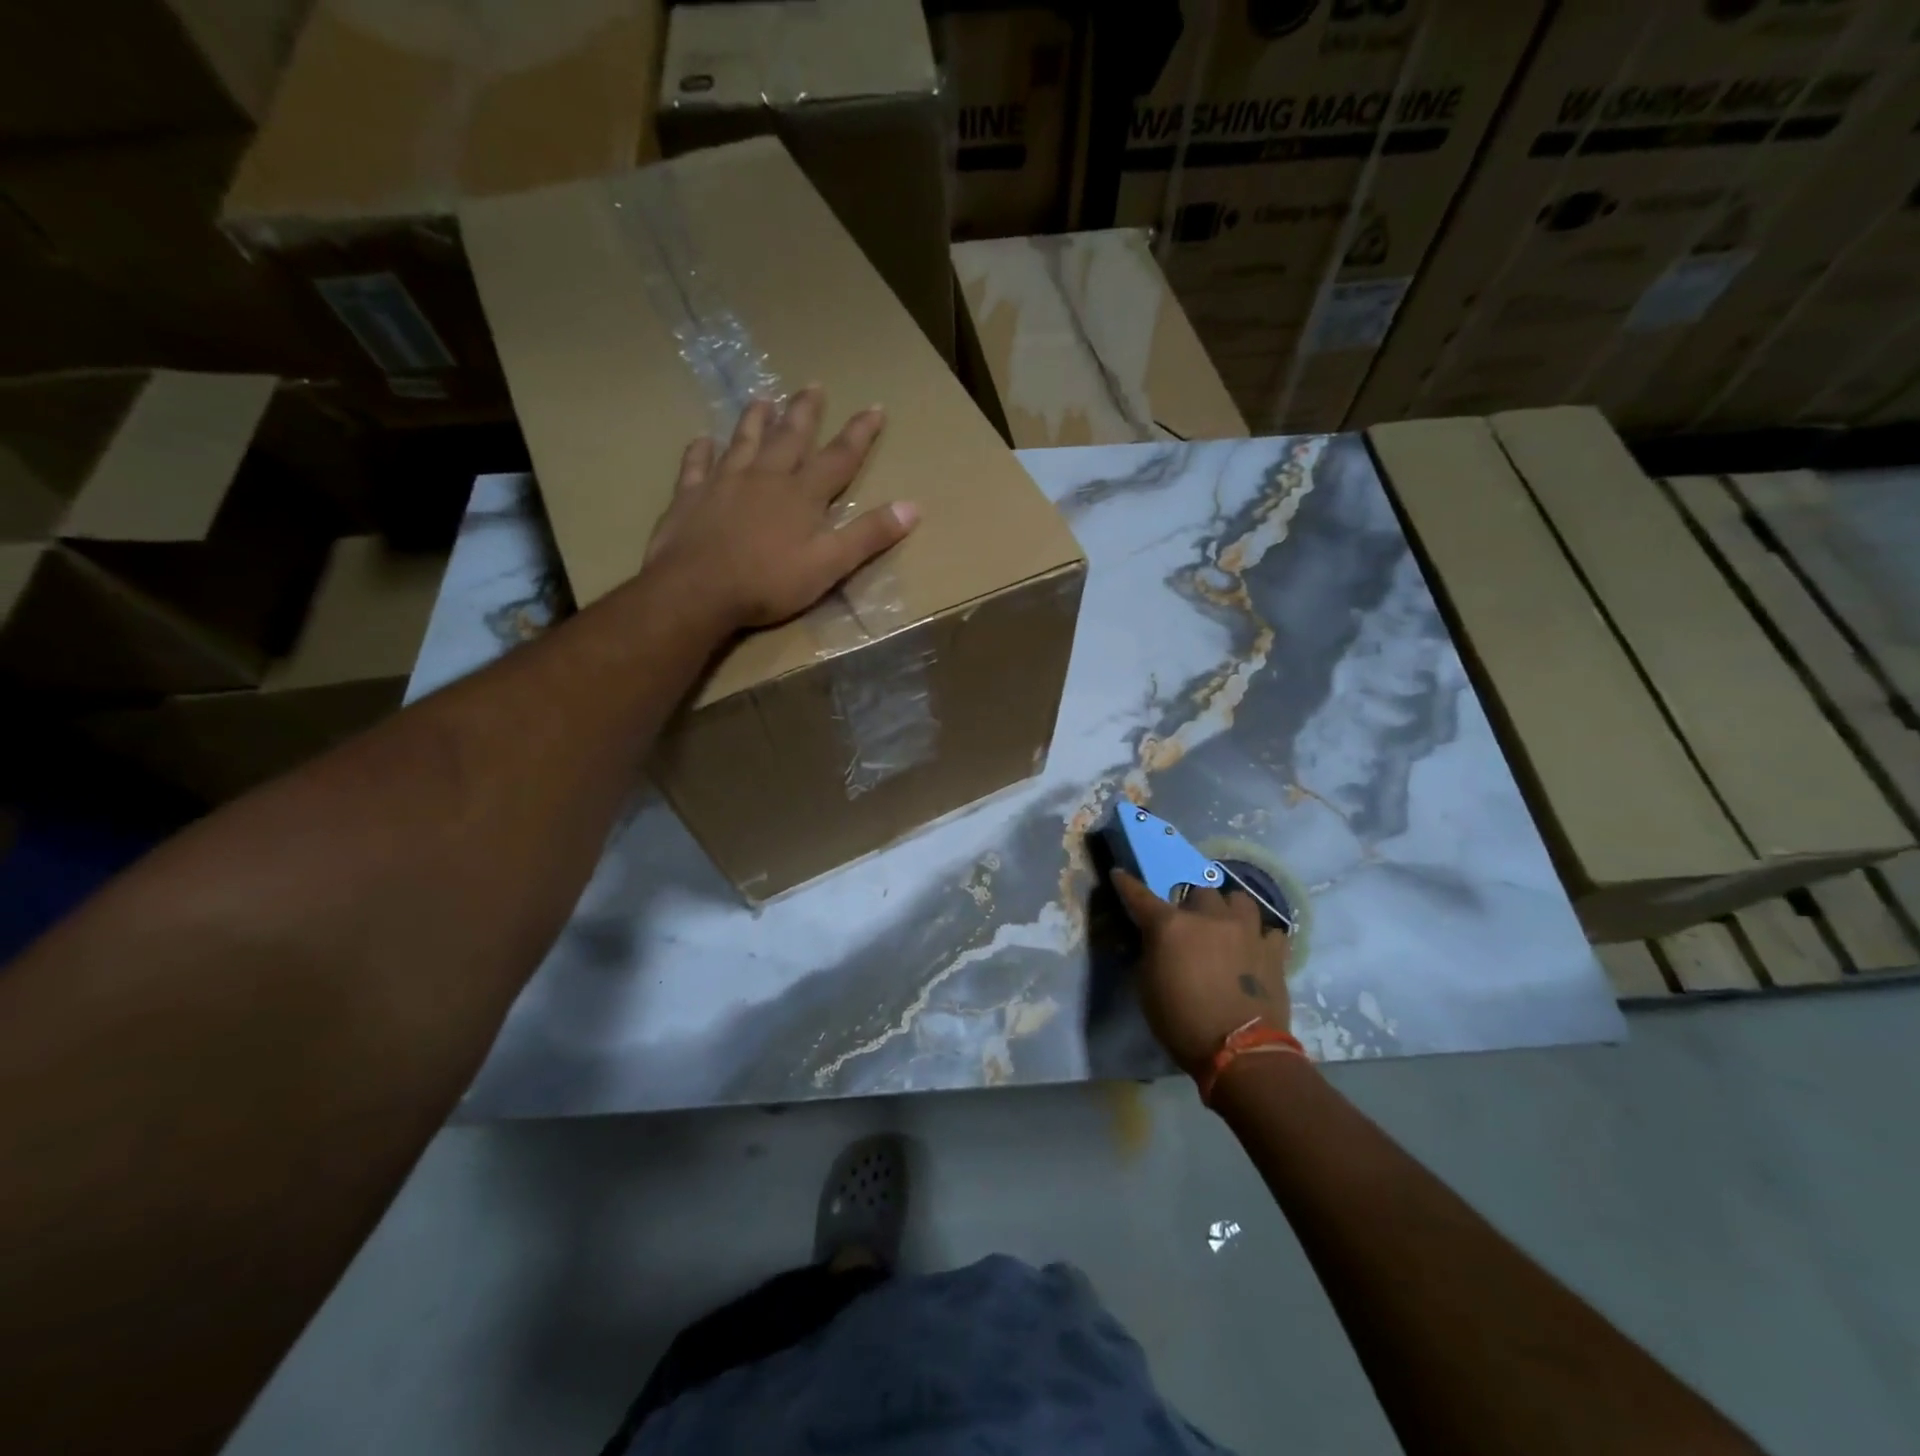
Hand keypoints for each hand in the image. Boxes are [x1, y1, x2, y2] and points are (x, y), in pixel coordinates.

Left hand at [644, 388, 918, 628]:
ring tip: (763, 398)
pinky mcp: (690, 496)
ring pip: (743, 441)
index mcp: (802, 495)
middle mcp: (765, 477)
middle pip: (789, 437)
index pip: (839, 457)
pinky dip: (700, 451)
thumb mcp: (830, 565)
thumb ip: (868, 535)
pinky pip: (696, 465)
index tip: (874, 407)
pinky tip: (701, 440)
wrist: (697, 590)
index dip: (859, 433)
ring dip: (755, 419)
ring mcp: (724, 482)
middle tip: (814, 385)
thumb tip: (912, 507)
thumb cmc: (768, 582)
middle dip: (805, 412)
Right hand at [1112, 869, 1291, 1074]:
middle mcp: (1209, 917)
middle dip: (1193, 906)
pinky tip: (1255, 949)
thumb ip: (1150, 953)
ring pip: (1238, 899)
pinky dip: (1260, 936)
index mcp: (1171, 925)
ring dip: (1228, 910)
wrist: (1240, 1051)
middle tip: (1190, 925)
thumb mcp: (1147, 987)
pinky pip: (1269, 930)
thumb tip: (1154, 940)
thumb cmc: (1182, 1022)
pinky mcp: (1273, 950)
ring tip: (1226, 927)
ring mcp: (1246, 929)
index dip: (1128, 885)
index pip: (1141, 896)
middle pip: (1199, 892)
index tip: (1120, 875)